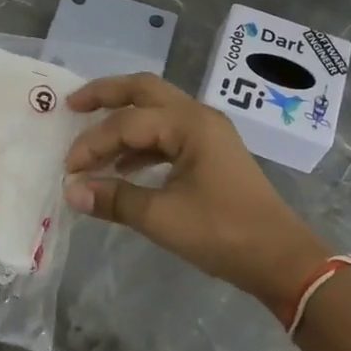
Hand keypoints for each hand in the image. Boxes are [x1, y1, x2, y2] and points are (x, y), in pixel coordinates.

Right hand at [63, 74, 330, 314]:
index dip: (92, 143)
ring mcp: (208, 133)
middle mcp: (198, 117)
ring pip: (156, 110)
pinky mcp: (211, 153)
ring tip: (92, 138)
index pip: (127, 123)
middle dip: (106, 95)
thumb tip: (71, 191)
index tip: (69, 170)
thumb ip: (114, 199)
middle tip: (72, 104)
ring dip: (123, 120)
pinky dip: (141, 143)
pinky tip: (123, 166)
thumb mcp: (162, 218)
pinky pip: (167, 134)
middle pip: (143, 90)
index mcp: (189, 125)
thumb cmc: (224, 234)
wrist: (281, 259)